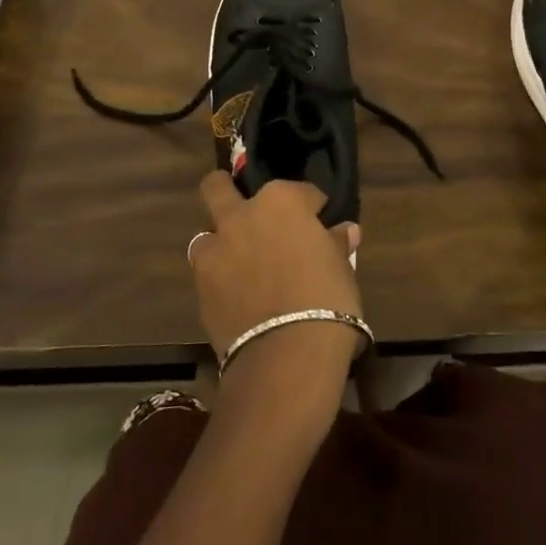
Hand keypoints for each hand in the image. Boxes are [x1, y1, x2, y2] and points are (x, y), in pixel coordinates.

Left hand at [191, 173, 362, 361]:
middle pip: (219, 187)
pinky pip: (207, 271)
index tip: (320, 223)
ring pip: (206, 231)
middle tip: (251, 216)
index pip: (301, 191)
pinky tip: (237, 294)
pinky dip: (220, 278)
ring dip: (221, 241)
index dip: (312, 207)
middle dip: (229, 192)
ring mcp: (216, 249)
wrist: (287, 357)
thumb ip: (336, 244)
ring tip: (241, 261)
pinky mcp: (200, 285)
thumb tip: (344, 231)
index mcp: (281, 201)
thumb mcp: (343, 270)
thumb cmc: (327, 301)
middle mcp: (241, 215)